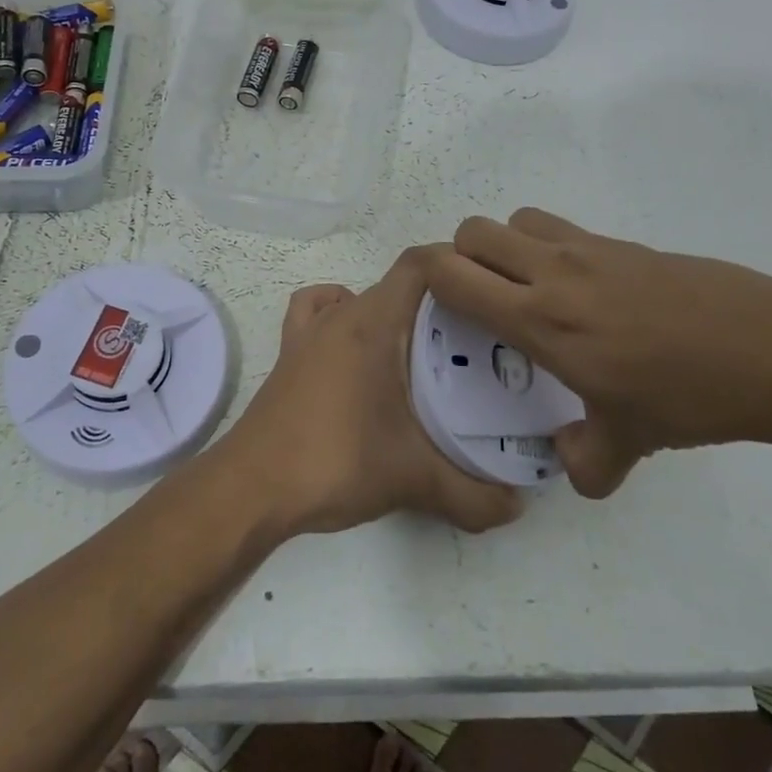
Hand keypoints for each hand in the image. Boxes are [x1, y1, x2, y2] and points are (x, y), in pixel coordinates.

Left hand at [218, 247, 524, 536]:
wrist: (252, 488)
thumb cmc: (336, 462)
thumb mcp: (413, 479)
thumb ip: (474, 495)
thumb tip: (519, 507)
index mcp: (371, 323)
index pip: (419, 264)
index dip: (455, 264)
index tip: (489, 293)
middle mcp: (339, 315)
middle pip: (395, 284)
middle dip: (437, 301)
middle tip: (476, 337)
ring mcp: (308, 335)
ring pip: (356, 298)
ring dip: (389, 311)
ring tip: (418, 347)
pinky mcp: (289, 358)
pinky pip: (316, 316)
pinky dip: (338, 319)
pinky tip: (356, 354)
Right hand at [423, 208, 771, 497]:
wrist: (770, 352)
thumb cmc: (688, 397)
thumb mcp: (628, 444)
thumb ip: (583, 463)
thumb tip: (564, 463)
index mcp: (540, 320)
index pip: (454, 276)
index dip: (429, 280)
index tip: (435, 305)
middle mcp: (554, 273)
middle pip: (474, 232)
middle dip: (460, 258)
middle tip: (477, 298)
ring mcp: (590, 250)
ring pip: (516, 221)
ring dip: (504, 246)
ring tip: (526, 287)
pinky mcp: (622, 242)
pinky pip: (560, 229)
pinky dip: (547, 247)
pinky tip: (582, 290)